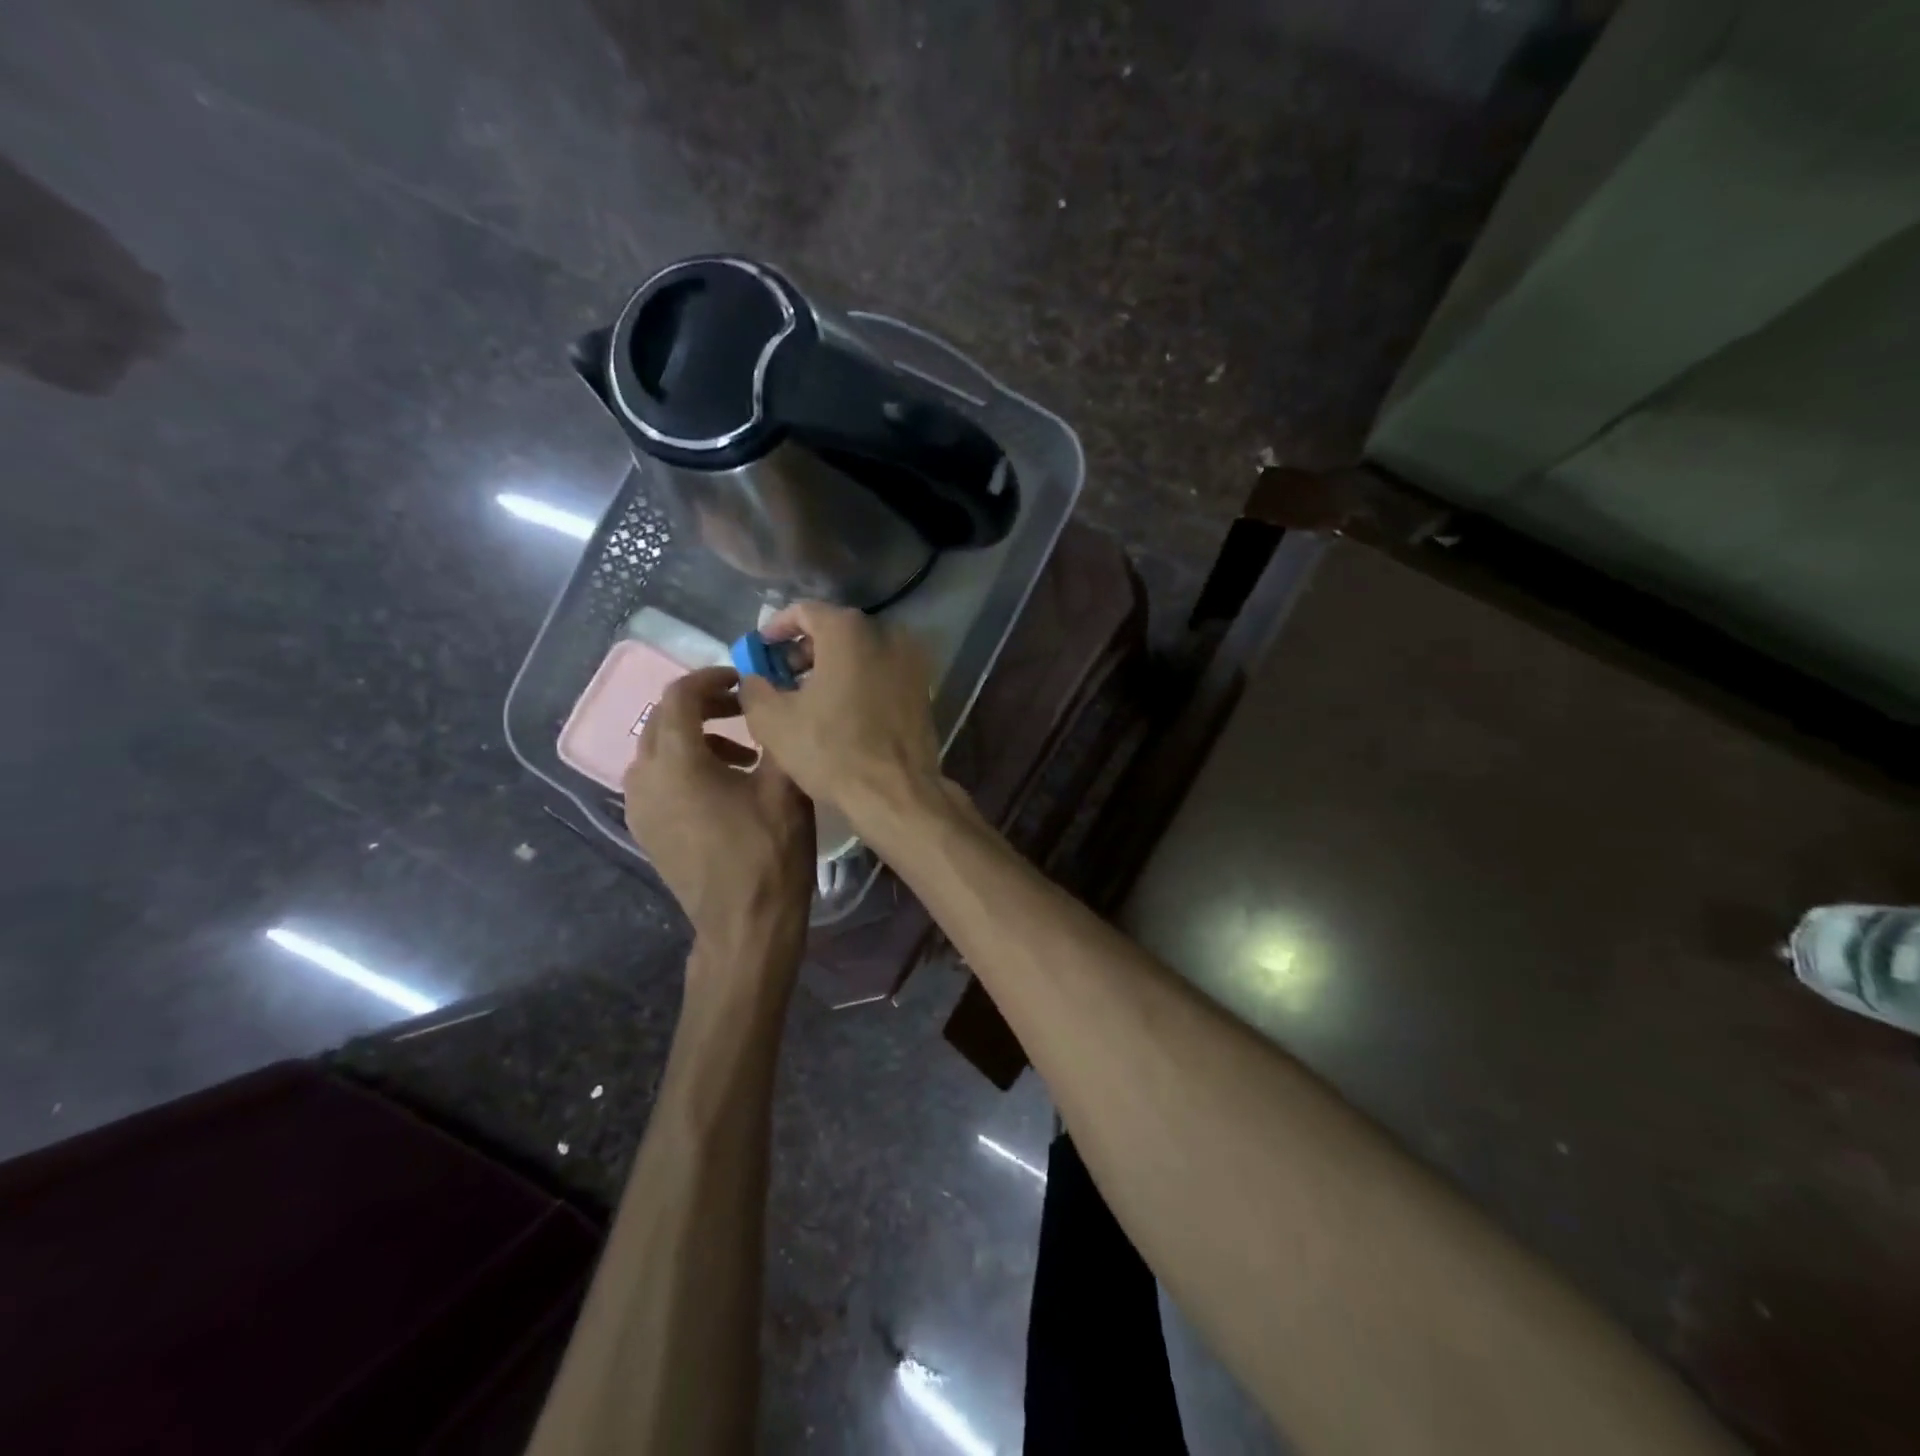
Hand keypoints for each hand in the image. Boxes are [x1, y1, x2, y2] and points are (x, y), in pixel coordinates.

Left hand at [624, 666, 814, 951]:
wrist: (744, 925)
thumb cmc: (768, 851)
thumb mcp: (785, 785)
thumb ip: (775, 732)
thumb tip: (771, 700)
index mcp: (676, 760)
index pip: (679, 694)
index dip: (712, 677)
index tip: (744, 680)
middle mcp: (645, 777)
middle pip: (663, 719)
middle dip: (702, 706)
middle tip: (743, 710)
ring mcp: (639, 807)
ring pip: (657, 750)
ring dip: (694, 738)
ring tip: (740, 754)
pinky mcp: (645, 830)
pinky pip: (656, 780)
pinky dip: (683, 768)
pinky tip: (720, 788)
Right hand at [737, 602, 950, 832]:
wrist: (897, 792)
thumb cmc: (832, 751)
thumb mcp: (773, 720)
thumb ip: (754, 687)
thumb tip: (754, 677)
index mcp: (849, 631)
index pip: (804, 611)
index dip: (776, 628)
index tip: (760, 650)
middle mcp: (886, 634)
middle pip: (836, 630)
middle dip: (804, 650)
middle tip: (781, 677)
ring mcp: (912, 661)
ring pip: (861, 653)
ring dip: (831, 667)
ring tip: (808, 698)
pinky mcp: (923, 689)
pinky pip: (881, 673)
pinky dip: (858, 681)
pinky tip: (841, 711)